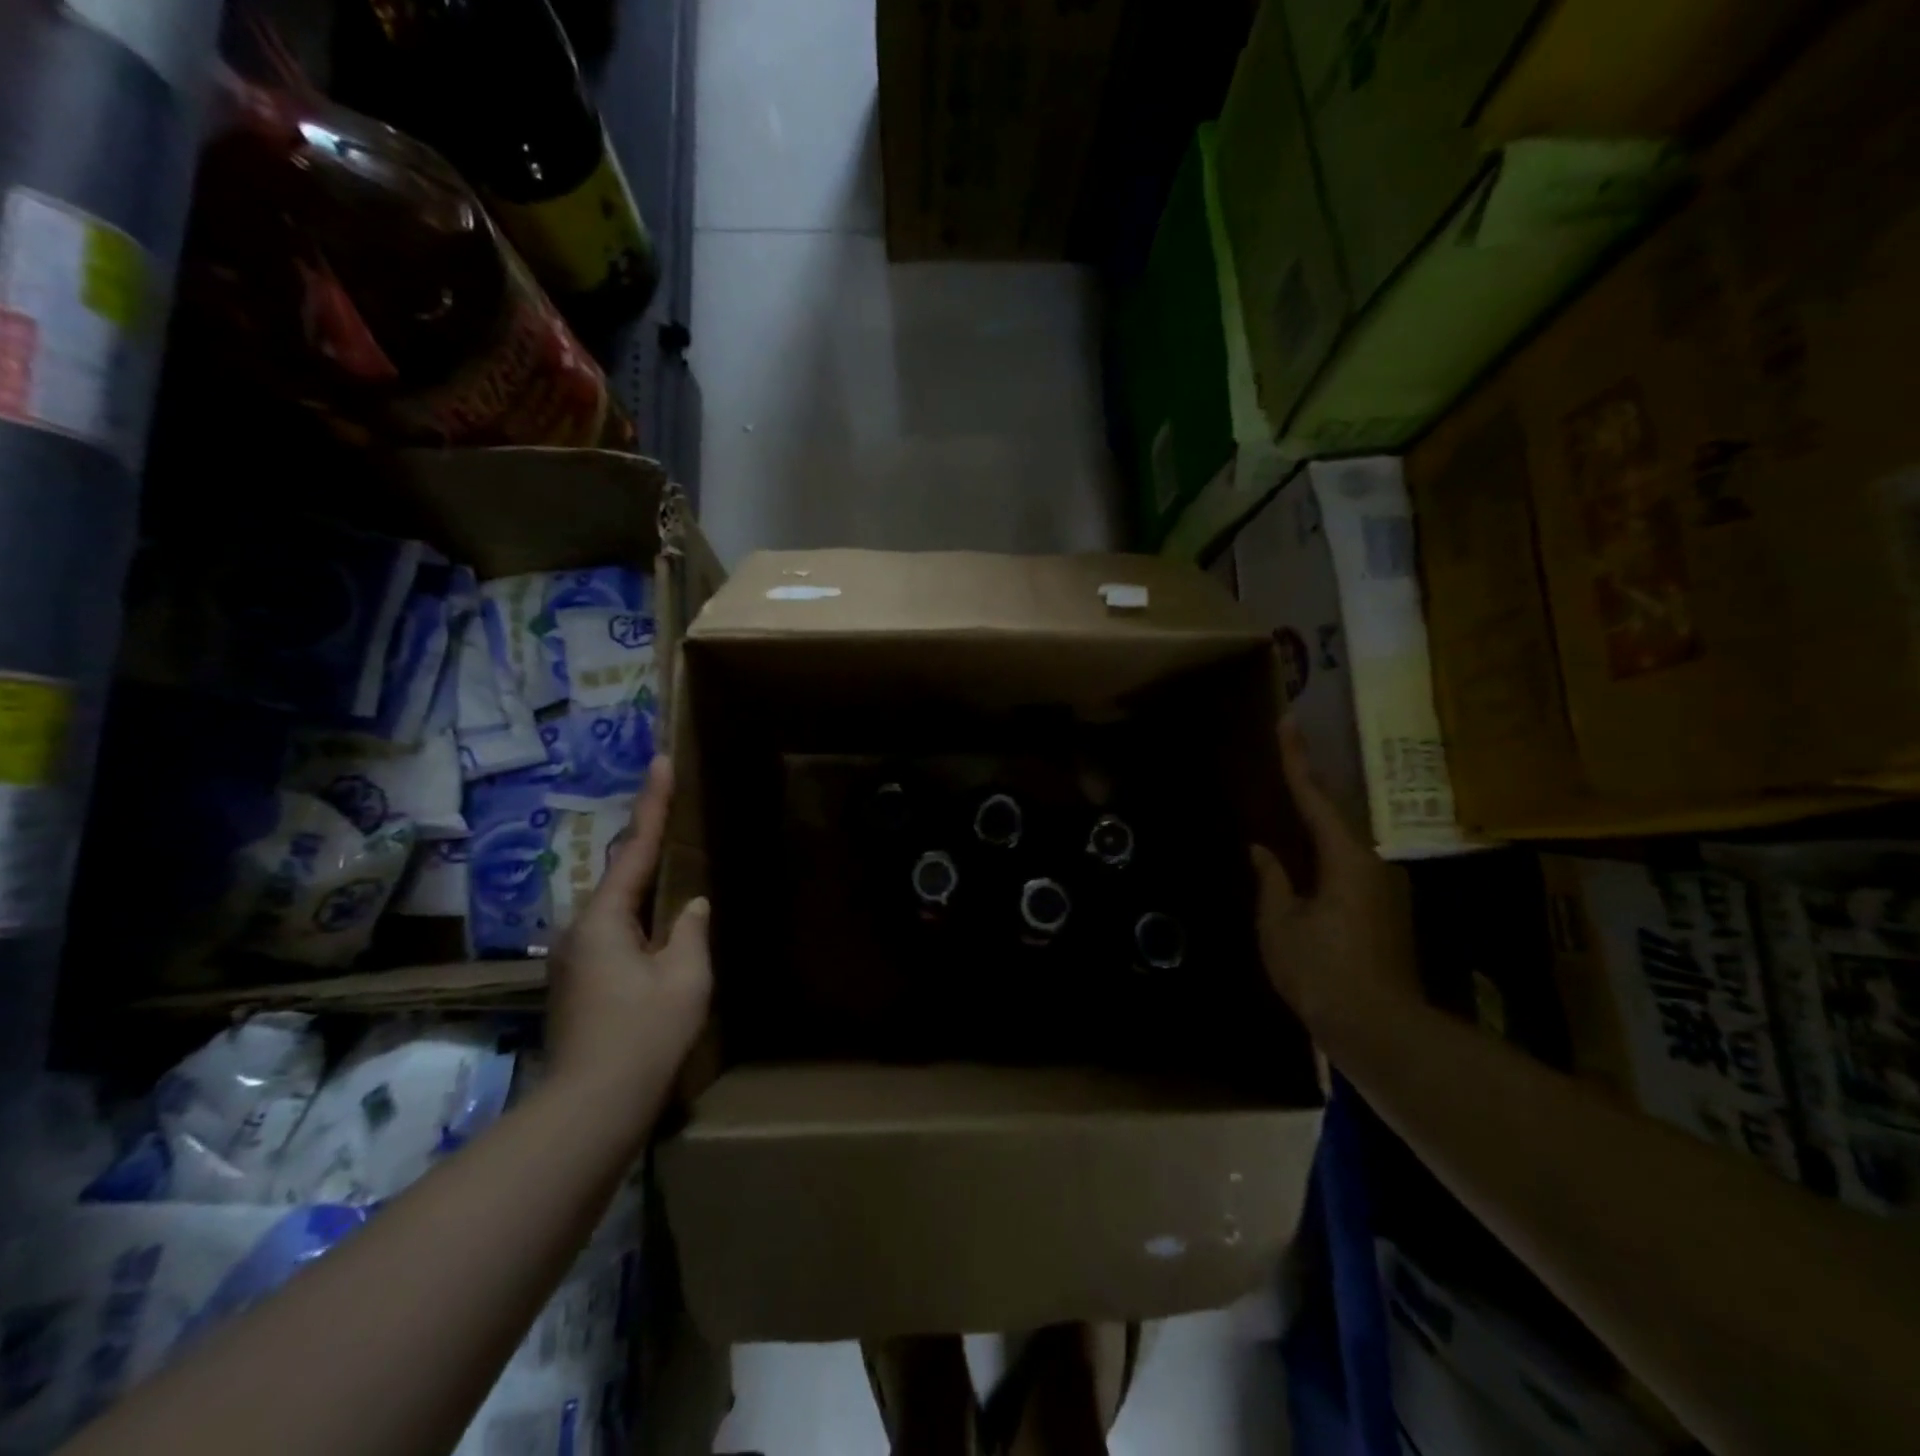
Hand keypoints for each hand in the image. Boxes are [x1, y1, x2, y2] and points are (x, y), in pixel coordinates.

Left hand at [546, 755, 711, 1120]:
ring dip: (643, 883)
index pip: (637, 848)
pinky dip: (638, 916)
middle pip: (621, 874)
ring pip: (617, 907)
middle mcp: (580, 929)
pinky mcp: (577, 983)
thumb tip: (690, 906)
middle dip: (646, 839)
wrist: (591, 1106)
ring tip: (670, 861)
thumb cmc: (644, 1034)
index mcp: (605, 919)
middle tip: (669, 802)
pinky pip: (614, 933)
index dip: (653, 803)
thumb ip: (690, 930)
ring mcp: (574, 958)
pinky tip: (658, 926)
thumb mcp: (686, 976)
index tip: (659, 761)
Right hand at [1250, 719, 1417, 1038]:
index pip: (1314, 798)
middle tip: (1287, 747)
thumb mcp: (1280, 925)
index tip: (1287, 723)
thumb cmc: (1322, 972)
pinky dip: (1320, 842)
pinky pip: (1341, 859)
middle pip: (1332, 810)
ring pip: (1339, 836)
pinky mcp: (1376, 907)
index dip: (1296, 760)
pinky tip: (1302, 844)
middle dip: (1308, 778)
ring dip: (1315, 811)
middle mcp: (1368, 863)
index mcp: (1344, 859)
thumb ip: (1271, 881)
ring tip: (1289, 787)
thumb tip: (1261, 851)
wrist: (1377, 1027)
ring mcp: (1377, 886)